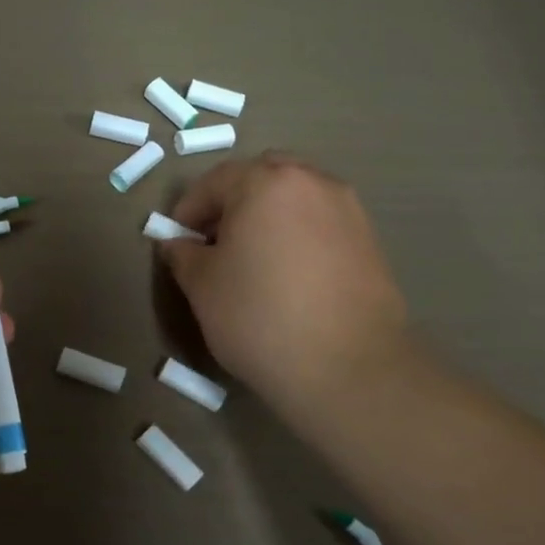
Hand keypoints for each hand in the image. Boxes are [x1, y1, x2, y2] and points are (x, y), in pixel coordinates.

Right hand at [158, 153, 413, 420]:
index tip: (175, 241)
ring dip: (267, 218)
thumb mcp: (201, 285)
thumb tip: (178, 244)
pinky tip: (285, 276)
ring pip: (295, 199)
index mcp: (266, 183)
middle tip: (214, 242)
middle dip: (232, 203)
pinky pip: (320, 223)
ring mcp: (348, 210)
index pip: (215, 181)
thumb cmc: (258, 316)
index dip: (187, 209)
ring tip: (250, 260)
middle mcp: (312, 182)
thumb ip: (183, 254)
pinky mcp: (370, 241)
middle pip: (261, 177)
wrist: (346, 367)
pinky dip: (296, 236)